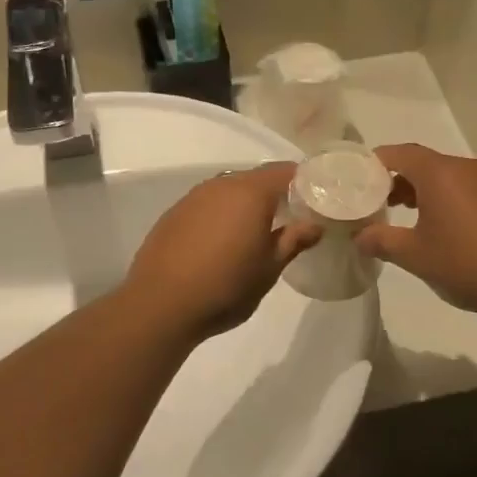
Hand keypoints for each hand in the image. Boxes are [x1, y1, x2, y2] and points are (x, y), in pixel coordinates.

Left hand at [125, 163, 319, 340]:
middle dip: (276, 194)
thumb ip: (294, 241)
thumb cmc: (226, 287)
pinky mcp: (173, 214)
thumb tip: (314, 225)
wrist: (160, 305)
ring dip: (246, 205)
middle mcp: (221, 185)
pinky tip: (222, 242)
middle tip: (291, 220)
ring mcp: (193, 197)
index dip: (305, 183)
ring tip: (256, 233)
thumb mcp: (269, 269)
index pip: (286, 171)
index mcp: (251, 193)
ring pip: (230, 191)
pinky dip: (221, 215)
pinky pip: (207, 205)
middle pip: (257, 178)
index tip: (316, 202)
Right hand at [353, 145, 476, 320]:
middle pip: (426, 163)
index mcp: (440, 173)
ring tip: (415, 220)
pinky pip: (473, 190)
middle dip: (401, 180)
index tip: (361, 179)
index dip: (377, 162)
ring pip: (452, 177)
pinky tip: (453, 231)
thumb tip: (359, 237)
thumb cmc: (465, 263)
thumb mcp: (414, 256)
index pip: (400, 153)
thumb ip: (381, 241)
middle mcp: (468, 168)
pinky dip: (454, 201)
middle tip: (383, 204)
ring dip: (429, 192)